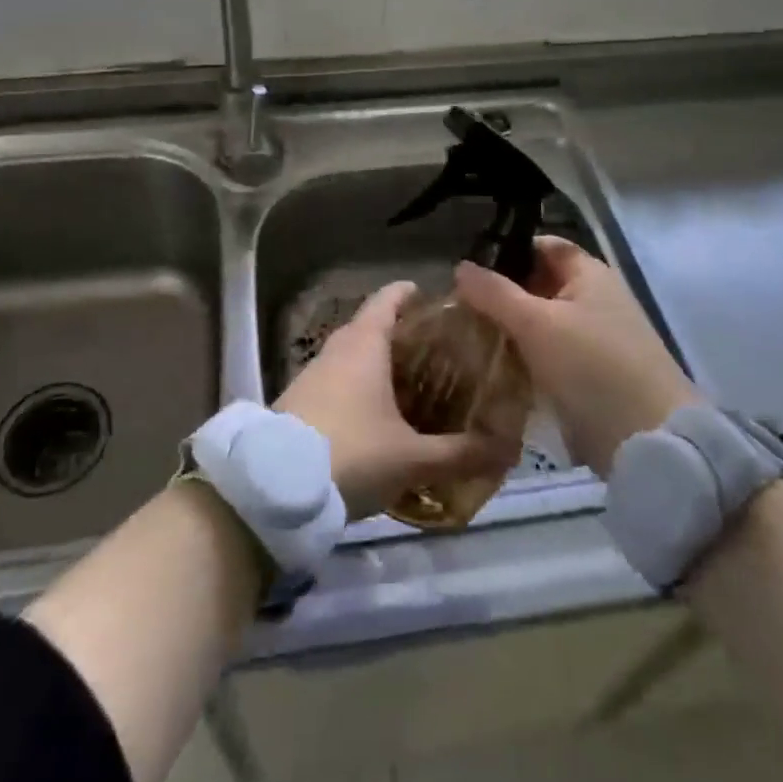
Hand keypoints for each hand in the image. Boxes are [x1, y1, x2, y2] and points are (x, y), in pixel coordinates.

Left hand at [275, 281, 517, 519]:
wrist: (274, 487)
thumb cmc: (351, 453)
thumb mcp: (412, 458)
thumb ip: (460, 454)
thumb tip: (508, 449)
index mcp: (365, 342)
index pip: (390, 298)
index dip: (413, 294)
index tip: (439, 302)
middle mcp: (338, 348)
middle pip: (374, 326)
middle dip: (406, 335)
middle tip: (442, 353)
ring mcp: (314, 373)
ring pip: (355, 355)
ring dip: (382, 363)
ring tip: (418, 386)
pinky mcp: (301, 400)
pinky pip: (340, 380)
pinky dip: (362, 386)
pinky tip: (381, 416)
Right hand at [455, 237, 698, 478]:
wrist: (649, 442)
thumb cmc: (593, 367)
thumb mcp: (536, 324)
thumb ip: (495, 293)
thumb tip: (460, 266)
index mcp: (590, 273)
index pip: (543, 245)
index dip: (507, 250)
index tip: (468, 266)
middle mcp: (595, 298)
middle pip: (540, 284)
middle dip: (501, 293)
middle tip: (457, 304)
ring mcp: (596, 338)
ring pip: (542, 321)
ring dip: (510, 327)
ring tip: (465, 334)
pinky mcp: (593, 374)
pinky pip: (550, 353)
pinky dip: (525, 355)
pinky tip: (493, 364)